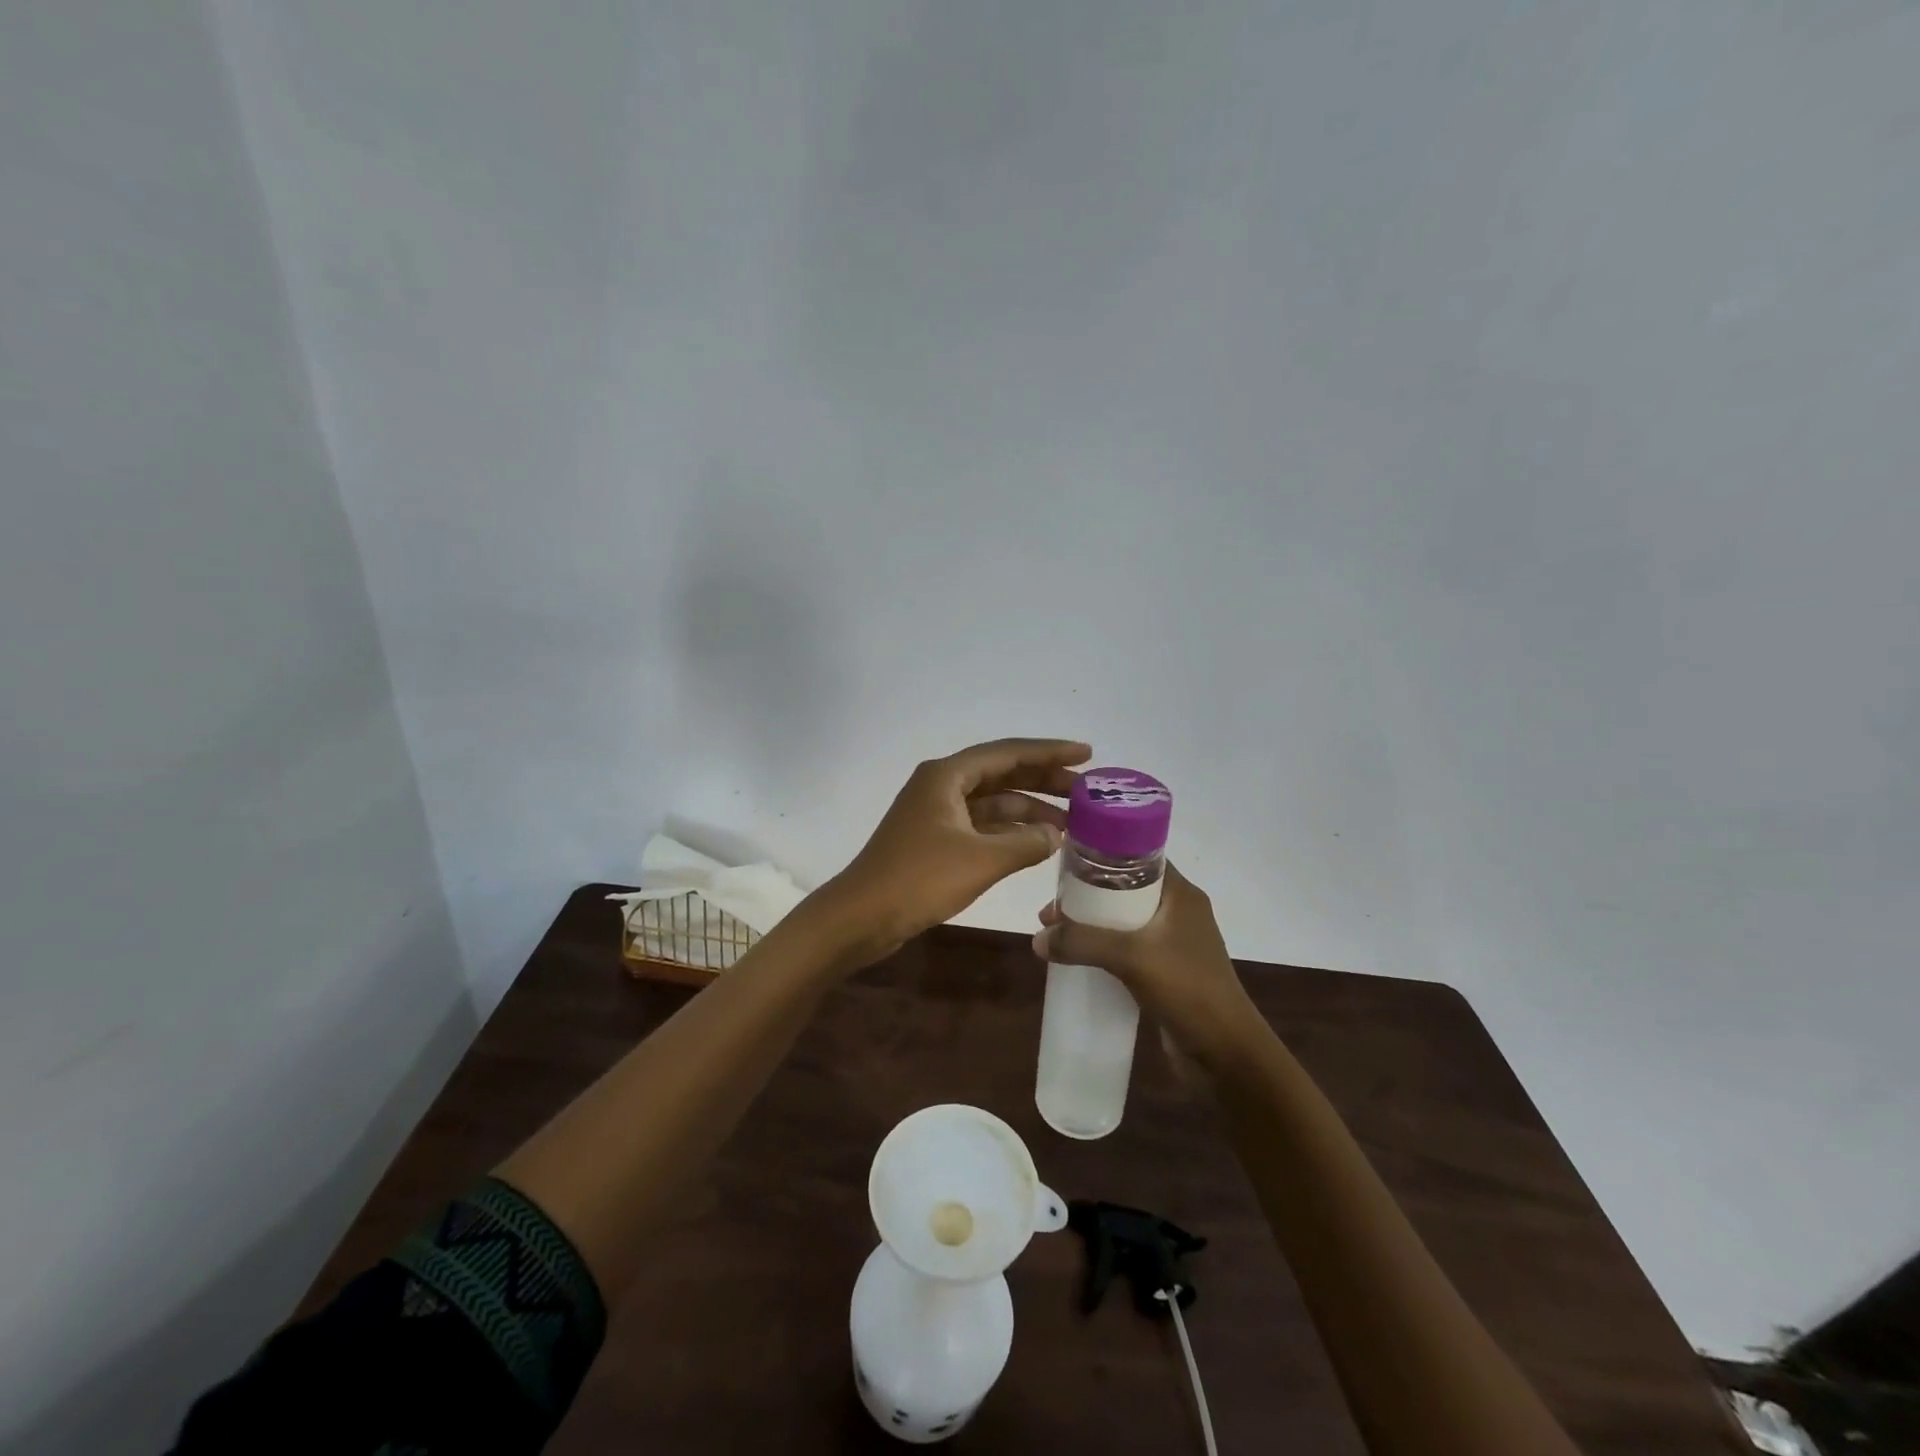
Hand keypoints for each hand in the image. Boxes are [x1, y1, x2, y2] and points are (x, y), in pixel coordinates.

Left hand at [819, 738, 1090, 966]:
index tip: (1086, 754)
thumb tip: (1056, 836)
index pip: (1008, 753)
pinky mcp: (935, 840)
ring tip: (1071, 824)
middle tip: (1086, 791)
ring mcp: (937, 813)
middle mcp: (942, 785)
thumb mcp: (980, 860)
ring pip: (993, 802)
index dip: (1049, 753)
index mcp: (947, 775)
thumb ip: (1025, 843)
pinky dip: (1010, 831)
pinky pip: (982, 825)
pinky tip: (1038, 843)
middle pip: (1002, 774)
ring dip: (1029, 810)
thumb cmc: (919, 879)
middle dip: (1044, 781)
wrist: (861, 917)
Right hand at [1034, 865, 1265, 1075]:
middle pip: (1125, 891)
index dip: (1101, 859)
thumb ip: (1083, 942)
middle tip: (1051, 911)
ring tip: (1056, 935)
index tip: (1065, 867)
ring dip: (1092, 927)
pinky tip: (1079, 961)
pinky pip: (1128, 951)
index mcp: (1181, 895)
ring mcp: (1174, 944)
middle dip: (1087, 898)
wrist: (1227, 1055)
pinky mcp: (1167, 972)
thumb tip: (1039, 939)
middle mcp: (1179, 913)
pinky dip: (1104, 951)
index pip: (1138, 858)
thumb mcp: (1131, 957)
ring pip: (1125, 923)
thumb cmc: (1187, 990)